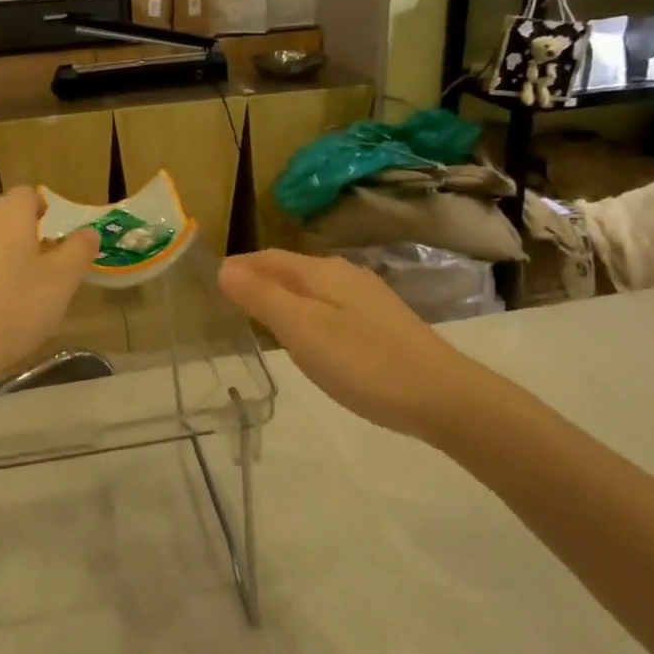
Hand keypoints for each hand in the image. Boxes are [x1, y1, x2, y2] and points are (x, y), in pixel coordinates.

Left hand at [0, 187, 98, 389]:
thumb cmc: (11, 308)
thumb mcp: (61, 283)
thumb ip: (78, 252)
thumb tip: (88, 232)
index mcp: (5, 213)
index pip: (27, 195)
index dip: (42, 212)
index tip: (51, 239)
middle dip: (17, 237)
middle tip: (35, 272)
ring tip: (6, 297)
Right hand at [218, 250, 492, 439]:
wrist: (442, 395)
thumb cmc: (363, 362)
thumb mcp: (303, 330)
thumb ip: (263, 297)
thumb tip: (225, 267)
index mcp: (321, 271)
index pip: (268, 257)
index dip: (240, 266)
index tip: (211, 280)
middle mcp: (344, 275)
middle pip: (290, 268)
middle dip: (259, 277)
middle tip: (228, 299)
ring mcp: (367, 298)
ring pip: (311, 287)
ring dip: (282, 295)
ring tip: (258, 315)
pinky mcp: (381, 322)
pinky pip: (329, 305)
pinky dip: (306, 311)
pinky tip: (308, 333)